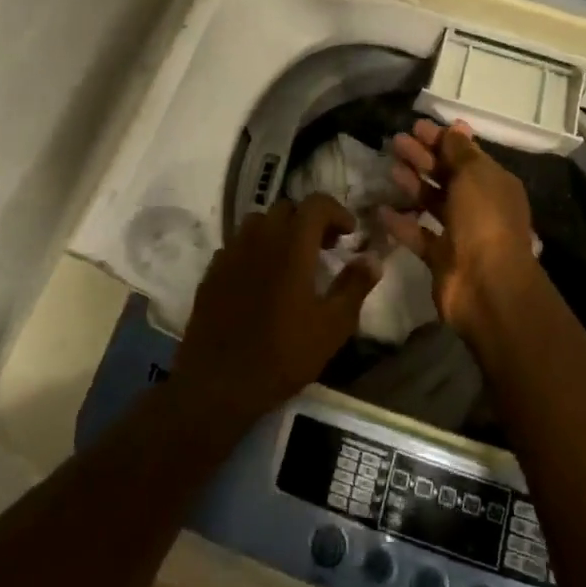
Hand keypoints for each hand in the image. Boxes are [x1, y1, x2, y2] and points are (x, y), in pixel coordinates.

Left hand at [172, 193, 381, 424]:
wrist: (219, 383)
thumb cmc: (284, 353)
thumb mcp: (333, 325)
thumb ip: (355, 285)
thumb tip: (373, 258)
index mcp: (292, 243)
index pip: (316, 203)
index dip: (337, 211)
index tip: (349, 234)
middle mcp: (259, 237)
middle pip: (287, 208)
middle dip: (309, 220)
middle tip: (324, 247)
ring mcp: (231, 252)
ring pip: (258, 222)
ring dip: (280, 231)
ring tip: (292, 260)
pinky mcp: (212, 271)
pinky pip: (237, 245)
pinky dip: (255, 250)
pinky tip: (261, 279)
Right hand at [377, 119, 542, 333]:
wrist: (487, 286)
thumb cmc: (484, 219)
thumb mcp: (474, 175)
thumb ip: (459, 151)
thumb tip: (455, 127)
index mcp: (494, 184)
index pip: (466, 154)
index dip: (442, 139)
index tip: (417, 126)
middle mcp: (479, 206)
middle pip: (448, 175)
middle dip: (424, 157)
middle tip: (397, 141)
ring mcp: (460, 233)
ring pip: (432, 202)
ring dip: (413, 183)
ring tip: (390, 166)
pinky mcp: (441, 257)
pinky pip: (418, 234)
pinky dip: (402, 222)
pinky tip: (381, 209)